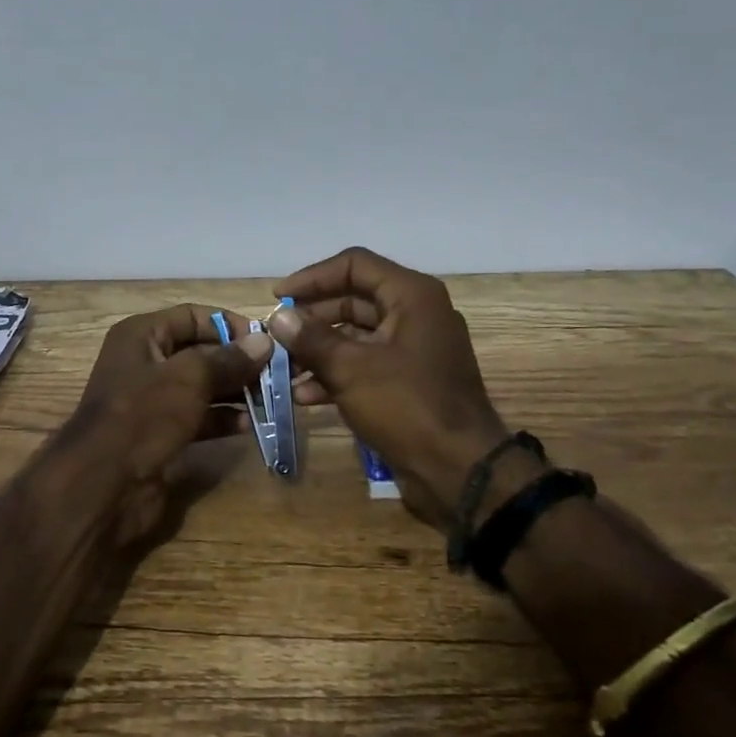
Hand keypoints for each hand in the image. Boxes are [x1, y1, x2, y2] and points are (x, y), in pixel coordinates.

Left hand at [72, 304, 272, 544]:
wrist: (102, 485)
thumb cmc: (143, 415)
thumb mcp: (189, 378)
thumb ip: (228, 359)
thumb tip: (265, 341)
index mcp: (142, 335)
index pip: (192, 316)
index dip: (229, 324)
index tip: (266, 340)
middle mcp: (145, 362)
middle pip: (200, 352)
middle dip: (238, 362)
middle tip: (277, 373)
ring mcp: (153, 401)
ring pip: (203, 387)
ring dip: (235, 392)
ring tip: (271, 399)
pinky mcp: (161, 434)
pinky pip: (199, 417)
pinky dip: (223, 419)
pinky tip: (250, 425)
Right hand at [269, 248, 526, 531]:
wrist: (460, 471)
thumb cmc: (407, 406)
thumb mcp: (351, 369)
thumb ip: (311, 338)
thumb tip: (279, 317)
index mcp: (411, 296)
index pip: (354, 265)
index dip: (312, 277)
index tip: (277, 297)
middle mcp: (416, 314)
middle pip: (352, 299)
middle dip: (311, 319)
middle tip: (276, 336)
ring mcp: (413, 349)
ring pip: (356, 336)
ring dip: (318, 350)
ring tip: (283, 369)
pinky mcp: (408, 381)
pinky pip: (366, 365)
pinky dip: (336, 375)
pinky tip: (304, 396)